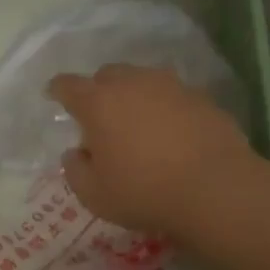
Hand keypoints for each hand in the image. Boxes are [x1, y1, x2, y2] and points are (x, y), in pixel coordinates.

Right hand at [47, 65, 253, 236]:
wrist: (215, 188)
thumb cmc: (144, 192)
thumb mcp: (94, 194)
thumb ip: (75, 170)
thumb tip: (76, 153)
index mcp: (99, 103)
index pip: (68, 85)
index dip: (58, 90)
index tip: (54, 96)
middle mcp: (133, 83)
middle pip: (107, 75)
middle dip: (98, 91)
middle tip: (100, 118)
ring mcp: (170, 86)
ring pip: (142, 80)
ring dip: (134, 96)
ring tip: (137, 123)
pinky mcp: (201, 97)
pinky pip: (172, 95)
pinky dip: (164, 108)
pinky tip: (170, 132)